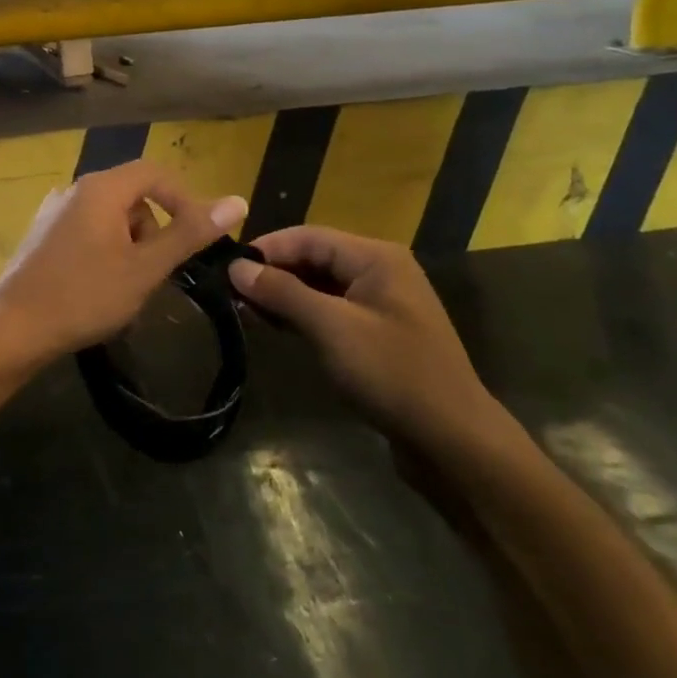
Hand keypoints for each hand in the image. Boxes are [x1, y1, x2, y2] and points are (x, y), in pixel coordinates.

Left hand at [0, 161, 247, 370]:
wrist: (12, 330)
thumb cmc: (83, 296)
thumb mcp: (145, 268)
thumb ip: (190, 233)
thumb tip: (238, 201)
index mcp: (100, 188)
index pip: (155, 173)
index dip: (184, 200)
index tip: (198, 237)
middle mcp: (74, 190)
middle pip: (132, 195)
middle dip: (153, 230)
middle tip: (154, 272)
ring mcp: (53, 213)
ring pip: (110, 218)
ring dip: (130, 246)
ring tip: (125, 288)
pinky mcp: (41, 236)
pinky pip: (87, 232)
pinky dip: (105, 253)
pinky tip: (97, 289)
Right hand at [227, 226, 505, 454]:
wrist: (453, 441)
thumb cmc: (392, 374)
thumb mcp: (332, 328)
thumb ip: (283, 292)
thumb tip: (236, 267)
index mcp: (376, 257)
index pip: (308, 236)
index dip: (265, 249)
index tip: (224, 268)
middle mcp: (380, 271)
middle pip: (314, 258)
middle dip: (272, 273)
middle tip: (229, 293)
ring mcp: (380, 304)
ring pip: (320, 286)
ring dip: (284, 296)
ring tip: (243, 311)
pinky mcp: (378, 334)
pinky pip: (331, 311)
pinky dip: (302, 316)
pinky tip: (274, 327)